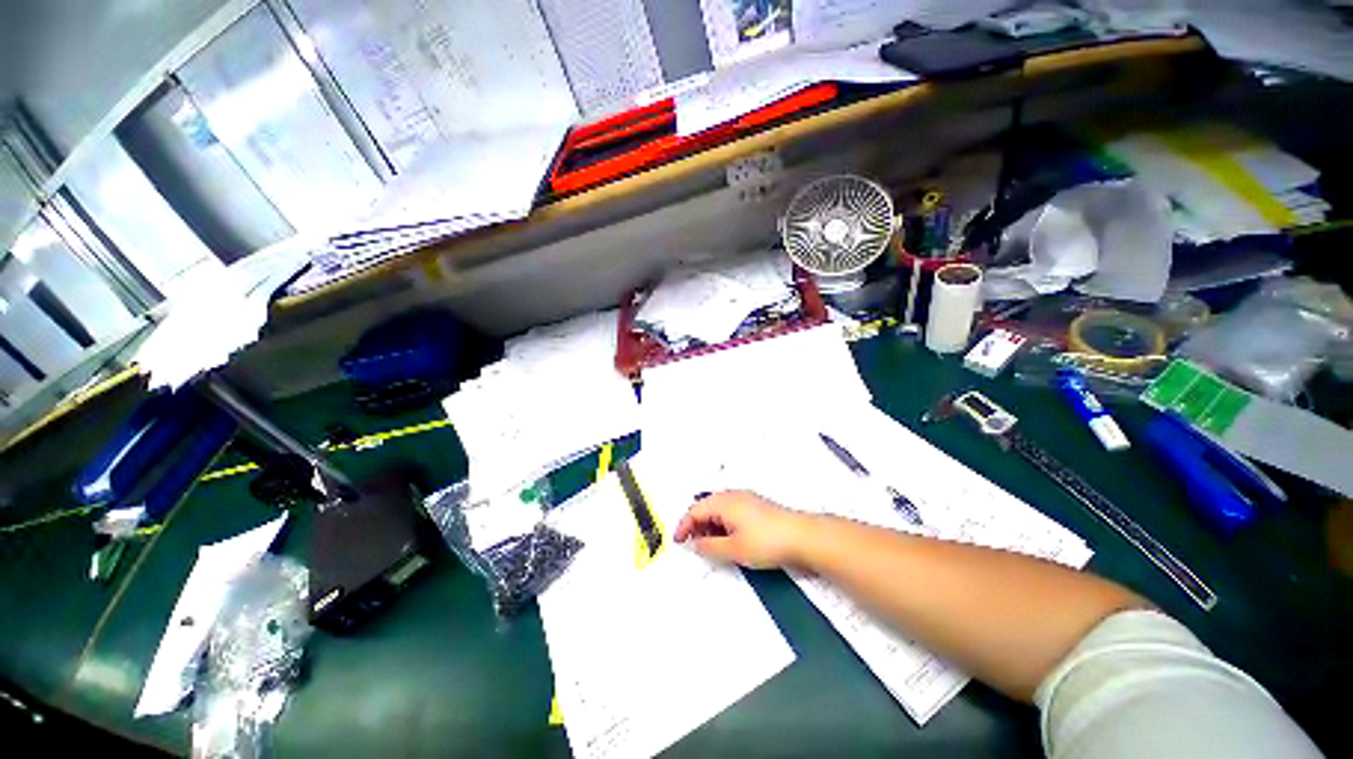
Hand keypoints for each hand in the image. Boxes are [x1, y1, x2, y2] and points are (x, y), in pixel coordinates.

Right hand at [673, 491, 812, 568]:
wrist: (802, 537)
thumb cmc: (767, 541)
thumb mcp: (733, 549)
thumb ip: (709, 546)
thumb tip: (695, 544)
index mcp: (724, 501)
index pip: (695, 510)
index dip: (684, 525)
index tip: (678, 541)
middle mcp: (733, 496)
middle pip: (706, 506)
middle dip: (696, 525)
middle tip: (692, 544)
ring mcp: (746, 499)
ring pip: (719, 509)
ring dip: (709, 525)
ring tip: (710, 544)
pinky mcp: (756, 507)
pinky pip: (731, 511)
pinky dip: (723, 524)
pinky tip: (728, 539)